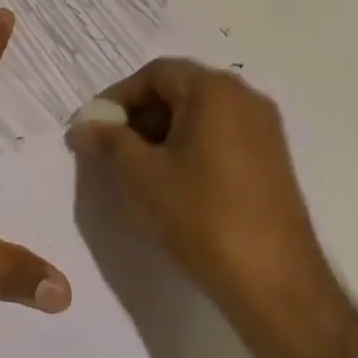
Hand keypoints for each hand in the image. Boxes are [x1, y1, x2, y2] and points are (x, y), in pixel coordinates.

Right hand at [65, 59, 333, 319]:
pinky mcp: (273, 160)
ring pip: (200, 115)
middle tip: (112, 150)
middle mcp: (245, 97)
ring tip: (139, 171)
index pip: (155, 74)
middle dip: (140, 116)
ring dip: (164, 134)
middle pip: (179, 90)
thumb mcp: (142, 175)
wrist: (275, 283)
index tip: (95, 128)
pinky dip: (191, 148)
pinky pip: (221, 136)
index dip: (118, 97)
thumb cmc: (202, 216)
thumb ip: (108, 141)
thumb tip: (81, 126)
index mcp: (214, 90)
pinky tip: (175, 184)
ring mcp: (264, 129)